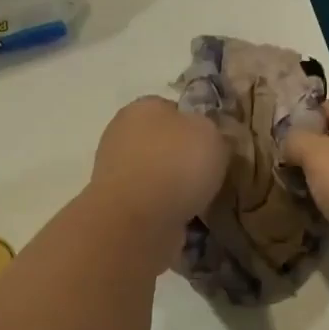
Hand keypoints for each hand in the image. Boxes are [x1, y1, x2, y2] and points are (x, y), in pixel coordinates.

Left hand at [89, 98, 228, 261]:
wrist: (137, 222)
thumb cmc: (175, 165)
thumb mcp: (211, 134)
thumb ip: (210, 129)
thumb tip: (203, 138)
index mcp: (142, 107)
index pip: (173, 108)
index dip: (195, 125)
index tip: (213, 145)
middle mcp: (122, 133)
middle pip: (162, 142)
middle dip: (183, 158)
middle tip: (210, 174)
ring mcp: (115, 171)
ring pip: (156, 174)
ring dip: (174, 187)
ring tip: (201, 202)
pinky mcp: (116, 205)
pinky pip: (150, 202)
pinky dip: (165, 210)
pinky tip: (184, 220)